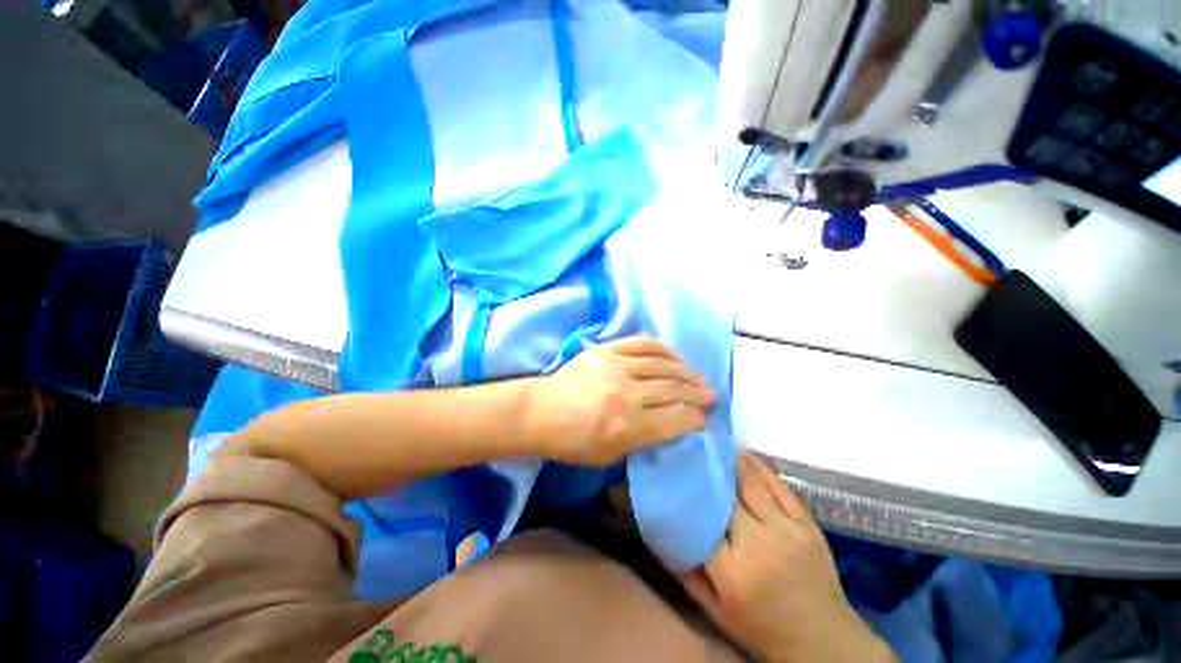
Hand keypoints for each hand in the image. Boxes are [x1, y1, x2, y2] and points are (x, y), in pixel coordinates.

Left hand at [526, 336, 713, 465]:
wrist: (541, 411)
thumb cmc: (573, 442)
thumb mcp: (610, 455)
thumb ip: (644, 439)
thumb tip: (670, 423)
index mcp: (627, 427)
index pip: (675, 418)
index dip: (695, 417)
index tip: (703, 417)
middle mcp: (626, 394)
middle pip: (673, 390)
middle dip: (697, 394)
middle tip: (710, 395)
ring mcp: (616, 367)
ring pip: (663, 365)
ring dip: (686, 372)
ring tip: (699, 378)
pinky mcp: (607, 350)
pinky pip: (642, 344)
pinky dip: (663, 349)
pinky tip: (676, 356)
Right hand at [680, 452, 895, 662]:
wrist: (823, 641)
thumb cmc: (763, 628)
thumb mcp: (717, 612)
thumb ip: (687, 574)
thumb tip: (661, 536)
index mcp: (732, 571)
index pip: (702, 518)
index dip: (689, 493)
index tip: (676, 474)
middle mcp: (758, 544)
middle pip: (726, 496)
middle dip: (708, 473)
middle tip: (692, 453)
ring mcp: (786, 531)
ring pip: (752, 484)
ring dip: (733, 462)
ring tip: (716, 445)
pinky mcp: (807, 525)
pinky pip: (780, 487)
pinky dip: (761, 468)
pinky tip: (745, 455)